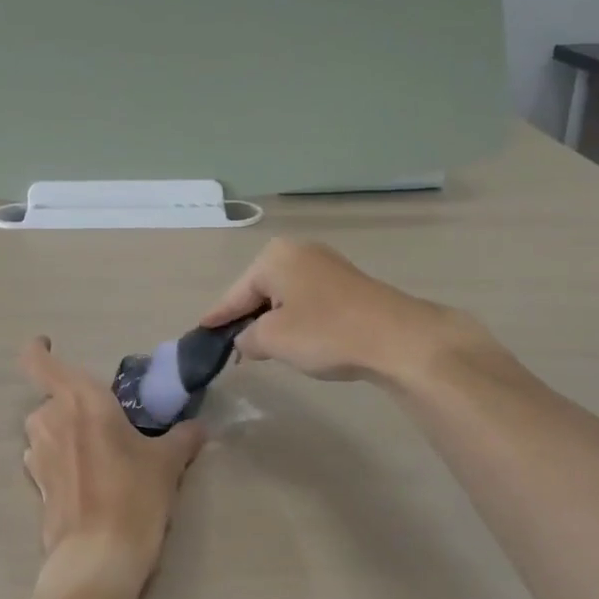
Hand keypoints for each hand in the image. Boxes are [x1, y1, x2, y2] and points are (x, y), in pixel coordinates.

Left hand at [19, 337, 204, 598]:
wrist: (98, 559)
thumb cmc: (133, 495)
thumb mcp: (167, 462)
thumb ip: (182, 437)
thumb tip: (198, 427)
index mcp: (79, 399)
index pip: (37, 361)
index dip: (38, 349)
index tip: (48, 344)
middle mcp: (50, 419)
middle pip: (52, 396)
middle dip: (74, 403)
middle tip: (106, 419)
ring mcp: (37, 454)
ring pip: (47, 428)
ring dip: (66, 431)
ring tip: (101, 451)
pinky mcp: (36, 485)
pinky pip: (46, 457)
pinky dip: (62, 458)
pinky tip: (89, 478)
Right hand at [197, 238, 502, 386]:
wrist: (397, 338)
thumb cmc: (325, 333)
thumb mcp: (274, 340)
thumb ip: (247, 337)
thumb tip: (244, 339)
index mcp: (274, 257)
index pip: (235, 293)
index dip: (218, 317)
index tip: (201, 332)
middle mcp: (298, 251)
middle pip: (259, 290)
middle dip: (247, 317)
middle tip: (232, 346)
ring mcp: (326, 264)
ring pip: (284, 295)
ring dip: (273, 320)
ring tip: (262, 347)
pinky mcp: (347, 282)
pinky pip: (307, 299)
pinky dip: (296, 318)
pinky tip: (297, 338)